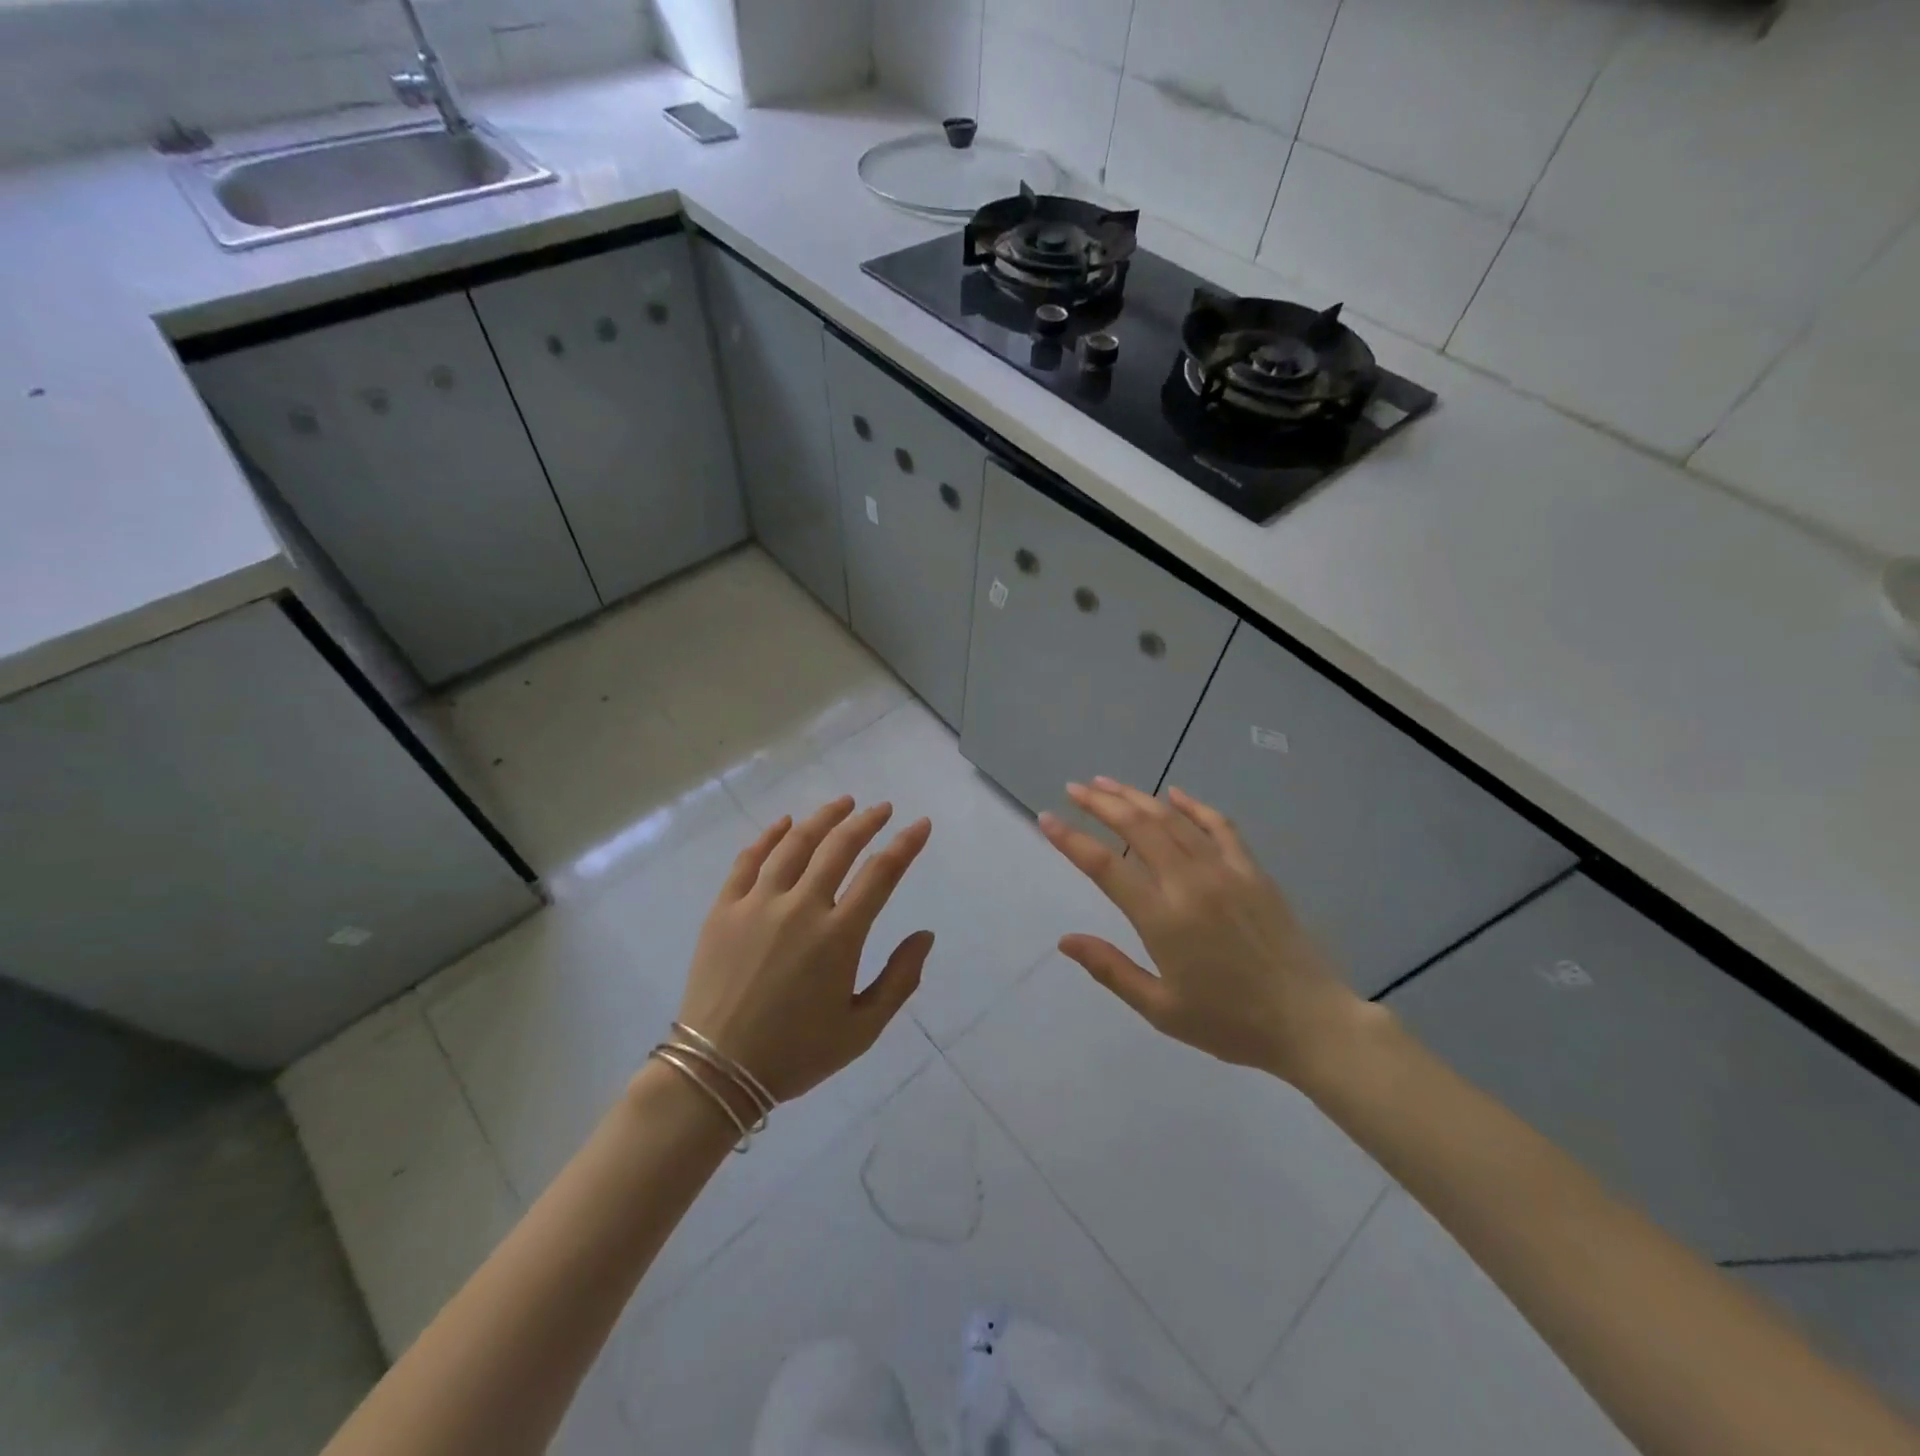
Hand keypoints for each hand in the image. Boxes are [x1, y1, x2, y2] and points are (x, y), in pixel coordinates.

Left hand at [675, 797, 933, 1103]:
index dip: (905, 845)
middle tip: (882, 808)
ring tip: (842, 803)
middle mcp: (800, 908)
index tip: (920, 825)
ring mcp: (757, 904)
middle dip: (866, 821)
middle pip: (838, 847)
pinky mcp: (724, 909)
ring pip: (794, 844)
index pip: (881, 874)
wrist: (716, 1072)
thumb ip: (900, 980)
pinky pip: (747, 860)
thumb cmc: (796, 1053)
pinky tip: (784, 823)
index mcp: (838, 936)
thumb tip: (925, 935)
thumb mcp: (862, 1029)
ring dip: (822, 819)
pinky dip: (768, 836)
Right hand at [1039, 778, 1369, 1084]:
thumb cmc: (1230, 1023)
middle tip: (1074, 788)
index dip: (1071, 840)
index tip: (1046, 819)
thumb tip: (1065, 940)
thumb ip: (1111, 970)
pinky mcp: (1253, 870)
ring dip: (1137, 797)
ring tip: (1108, 783)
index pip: (1105, 866)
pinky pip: (1219, 826)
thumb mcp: (1161, 1009)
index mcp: (1163, 918)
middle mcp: (1190, 883)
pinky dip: (1194, 805)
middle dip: (1101, 803)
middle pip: (1137, 827)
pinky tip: (1174, 794)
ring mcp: (1225, 871)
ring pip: (1172, 820)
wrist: (1310, 1022)